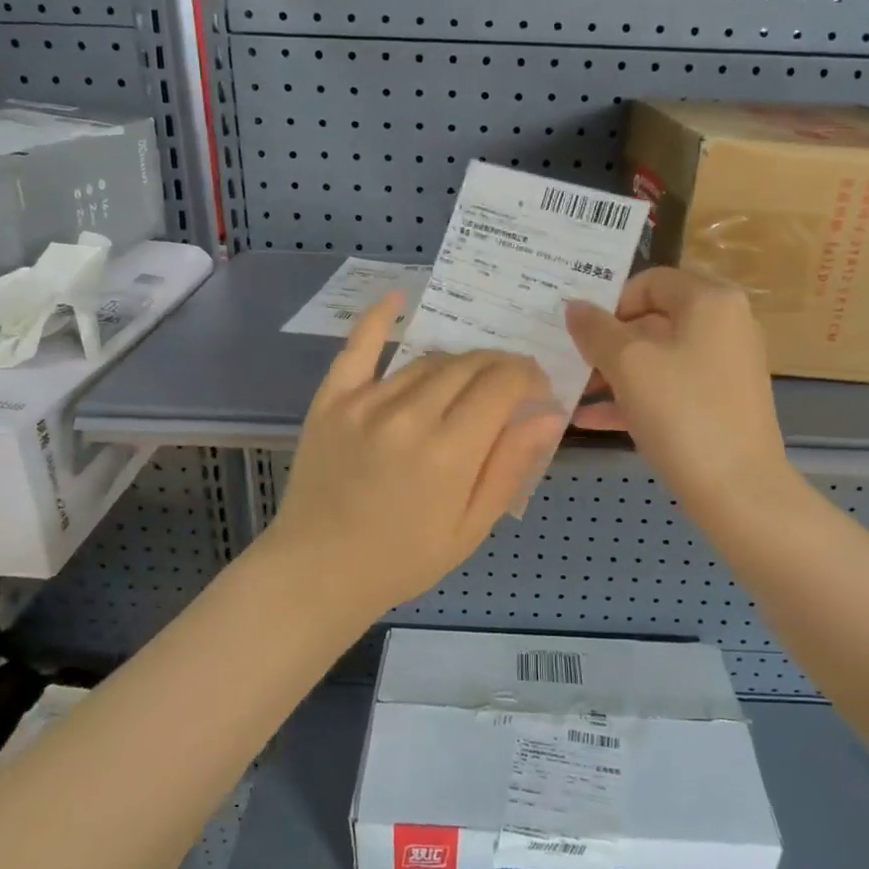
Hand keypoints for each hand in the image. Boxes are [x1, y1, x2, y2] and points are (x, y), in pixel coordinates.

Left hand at [260, 291, 567, 623]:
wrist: (318, 571)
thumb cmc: (402, 560)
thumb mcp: (470, 528)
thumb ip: (510, 466)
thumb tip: (551, 414)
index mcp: (450, 452)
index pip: (503, 385)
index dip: (528, 377)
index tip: (537, 388)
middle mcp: (410, 415)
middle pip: (469, 365)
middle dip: (500, 366)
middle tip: (509, 383)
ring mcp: (366, 402)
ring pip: (427, 360)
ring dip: (458, 362)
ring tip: (468, 379)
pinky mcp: (332, 399)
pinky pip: (359, 347)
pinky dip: (379, 318)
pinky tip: (398, 296)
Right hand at [566, 268, 792, 516]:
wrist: (739, 490)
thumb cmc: (682, 412)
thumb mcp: (628, 365)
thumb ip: (595, 330)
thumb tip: (574, 306)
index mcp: (710, 301)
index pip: (650, 281)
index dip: (610, 302)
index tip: (581, 332)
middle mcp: (725, 325)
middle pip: (653, 320)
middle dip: (607, 342)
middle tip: (570, 361)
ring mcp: (726, 367)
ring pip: (658, 358)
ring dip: (613, 373)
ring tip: (574, 393)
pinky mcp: (721, 403)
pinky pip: (669, 388)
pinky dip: (634, 397)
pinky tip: (590, 419)